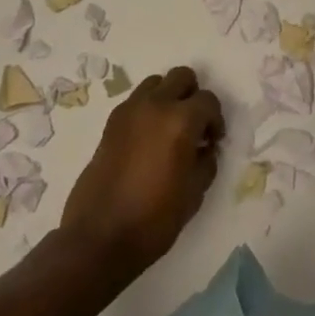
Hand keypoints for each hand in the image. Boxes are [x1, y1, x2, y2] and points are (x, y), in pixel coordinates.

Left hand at [60, 66, 223, 274]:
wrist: (99, 238)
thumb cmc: (153, 219)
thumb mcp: (194, 194)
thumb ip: (206, 162)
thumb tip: (205, 148)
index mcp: (180, 120)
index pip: (208, 101)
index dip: (215, 120)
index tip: (212, 141)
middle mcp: (155, 105)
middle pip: (182, 77)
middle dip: (193, 96)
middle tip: (194, 126)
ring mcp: (129, 110)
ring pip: (156, 83)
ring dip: (168, 98)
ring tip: (169, 129)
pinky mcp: (111, 123)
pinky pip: (136, 101)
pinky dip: (147, 109)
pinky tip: (147, 140)